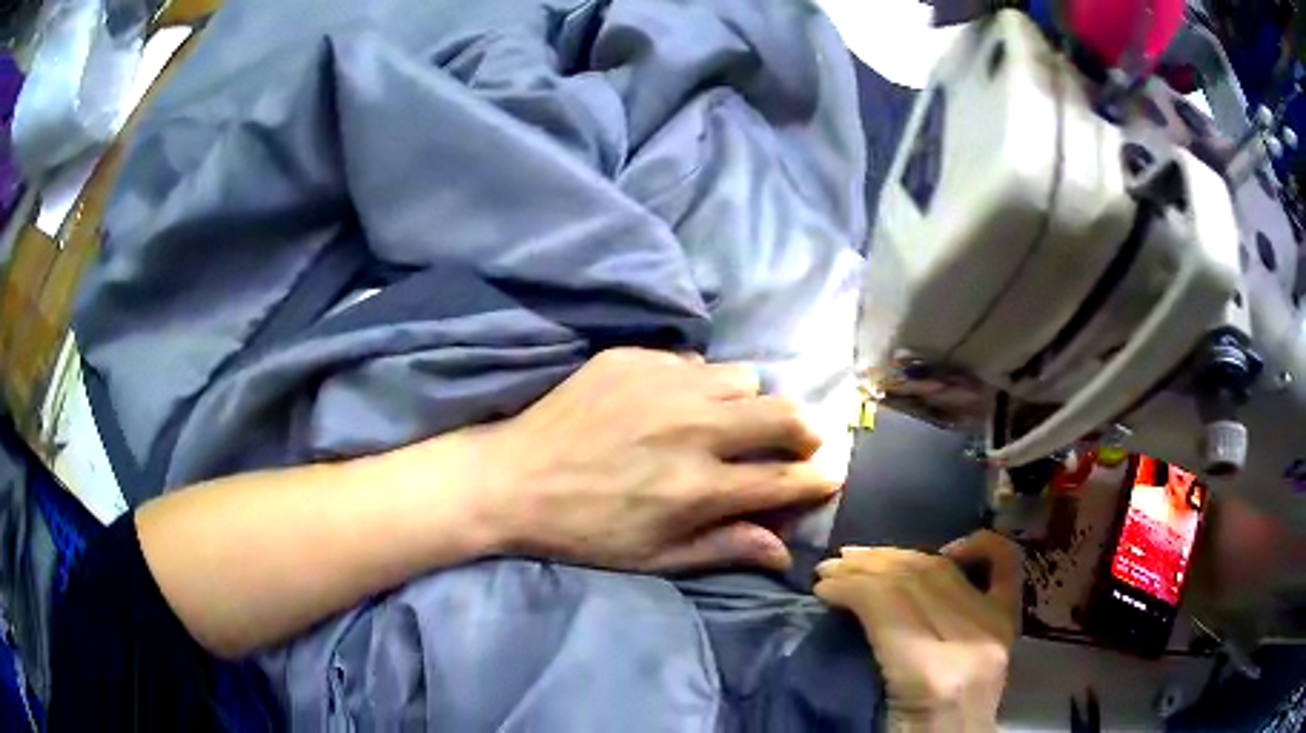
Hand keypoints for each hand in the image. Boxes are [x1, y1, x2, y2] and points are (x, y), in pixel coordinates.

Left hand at [465, 348, 841, 571]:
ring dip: (747, 402)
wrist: (512, 479)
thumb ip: (724, 548)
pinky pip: (692, 361)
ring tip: (724, 420)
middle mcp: (693, 429)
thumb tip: (784, 550)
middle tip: (796, 441)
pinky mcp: (632, 358)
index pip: (786, 478)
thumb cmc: (584, 531)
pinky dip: (697, 382)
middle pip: (784, 414)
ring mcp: (663, 385)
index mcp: (699, 488)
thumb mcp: (654, 557)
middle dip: (804, 430)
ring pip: (743, 377)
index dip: (819, 479)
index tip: (828, 476)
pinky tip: (670, 402)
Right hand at [815, 531, 1021, 731]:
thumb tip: (842, 603)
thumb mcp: (872, 707)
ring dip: (898, 556)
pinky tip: (951, 546)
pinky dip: (981, 547)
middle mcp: (971, 642)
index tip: (820, 587)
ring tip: (864, 557)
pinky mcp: (1008, 622)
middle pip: (916, 579)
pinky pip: (1004, 567)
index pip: (888, 604)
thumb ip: (865, 653)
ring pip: (943, 570)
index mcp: (931, 675)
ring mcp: (995, 627)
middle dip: (867, 566)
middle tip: (833, 567)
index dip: (850, 586)